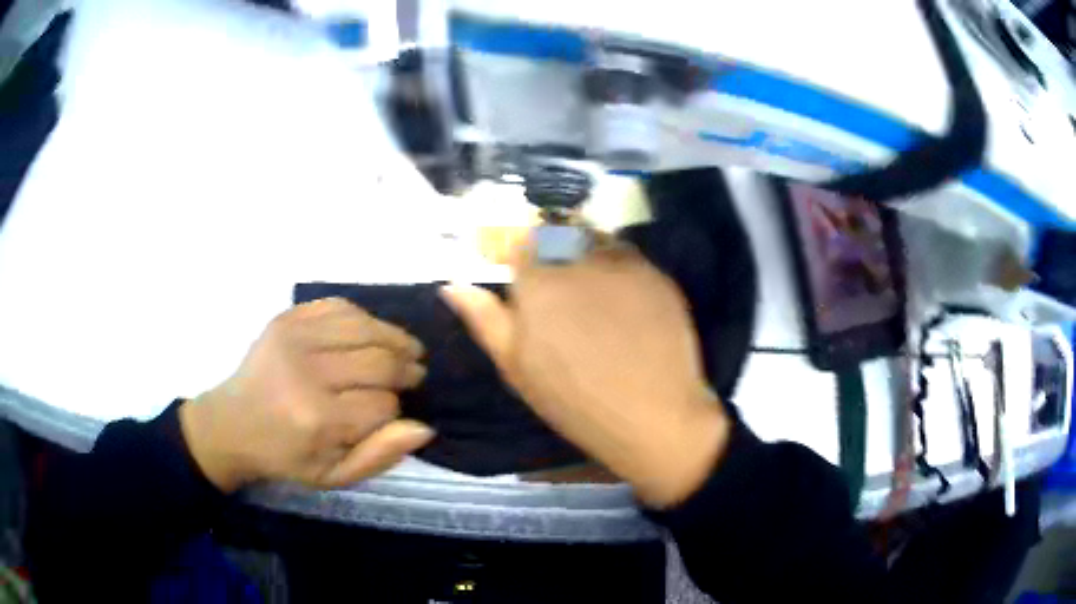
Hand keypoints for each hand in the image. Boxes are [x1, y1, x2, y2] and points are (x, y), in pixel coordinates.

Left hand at [179, 298, 434, 492]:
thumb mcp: (333, 475)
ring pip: (365, 326)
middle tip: (415, 374)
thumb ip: (379, 455)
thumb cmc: (286, 455)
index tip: (395, 412)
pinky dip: (365, 318)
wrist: (233, 422)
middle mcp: (306, 371)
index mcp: (316, 419)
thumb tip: (422, 427)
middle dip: (405, 369)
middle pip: (378, 360)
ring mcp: (295, 337)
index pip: (382, 405)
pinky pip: (340, 306)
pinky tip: (372, 332)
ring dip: (394, 337)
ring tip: (406, 349)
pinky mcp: (288, 318)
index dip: (397, 409)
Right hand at [441, 242, 730, 507]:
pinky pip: (628, 255)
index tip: (517, 268)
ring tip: (589, 286)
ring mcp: (623, 264)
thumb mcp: (517, 367)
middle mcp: (580, 258)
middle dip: (551, 248)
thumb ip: (485, 319)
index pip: (519, 240)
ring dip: (585, 249)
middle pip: (558, 232)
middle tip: (558, 283)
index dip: (515, 251)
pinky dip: (617, 265)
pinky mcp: (656, 275)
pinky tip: (622, 298)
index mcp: (538, 280)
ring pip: (595, 237)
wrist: (652, 415)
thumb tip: (452, 286)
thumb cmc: (573, 399)